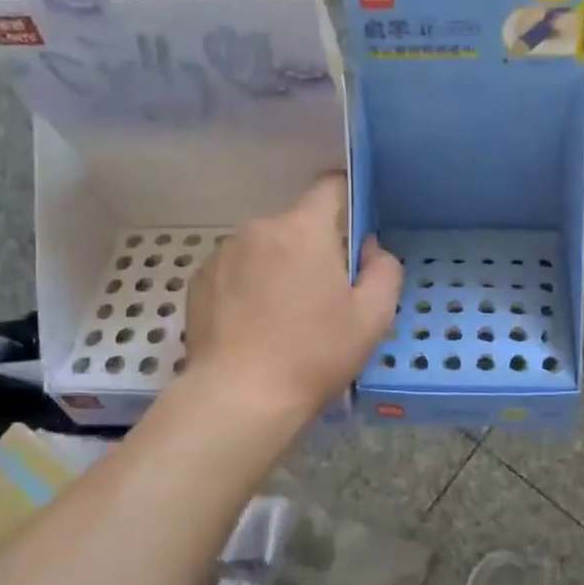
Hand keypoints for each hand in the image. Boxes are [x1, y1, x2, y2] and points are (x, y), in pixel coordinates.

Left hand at [185, 175, 402, 413]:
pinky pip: (236, 270)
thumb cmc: (314, 354)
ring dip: (279, 268)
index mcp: (303, 229)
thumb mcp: (373, 317)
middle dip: (314, 249)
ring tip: (284, 317)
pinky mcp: (199, 281)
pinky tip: (254, 326)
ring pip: (265, 248)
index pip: (330, 187)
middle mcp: (259, 229)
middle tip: (325, 297)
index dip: (348, 203)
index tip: (355, 236)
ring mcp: (223, 254)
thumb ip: (384, 270)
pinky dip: (249, 286)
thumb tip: (369, 248)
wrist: (239, 397)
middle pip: (297, 225)